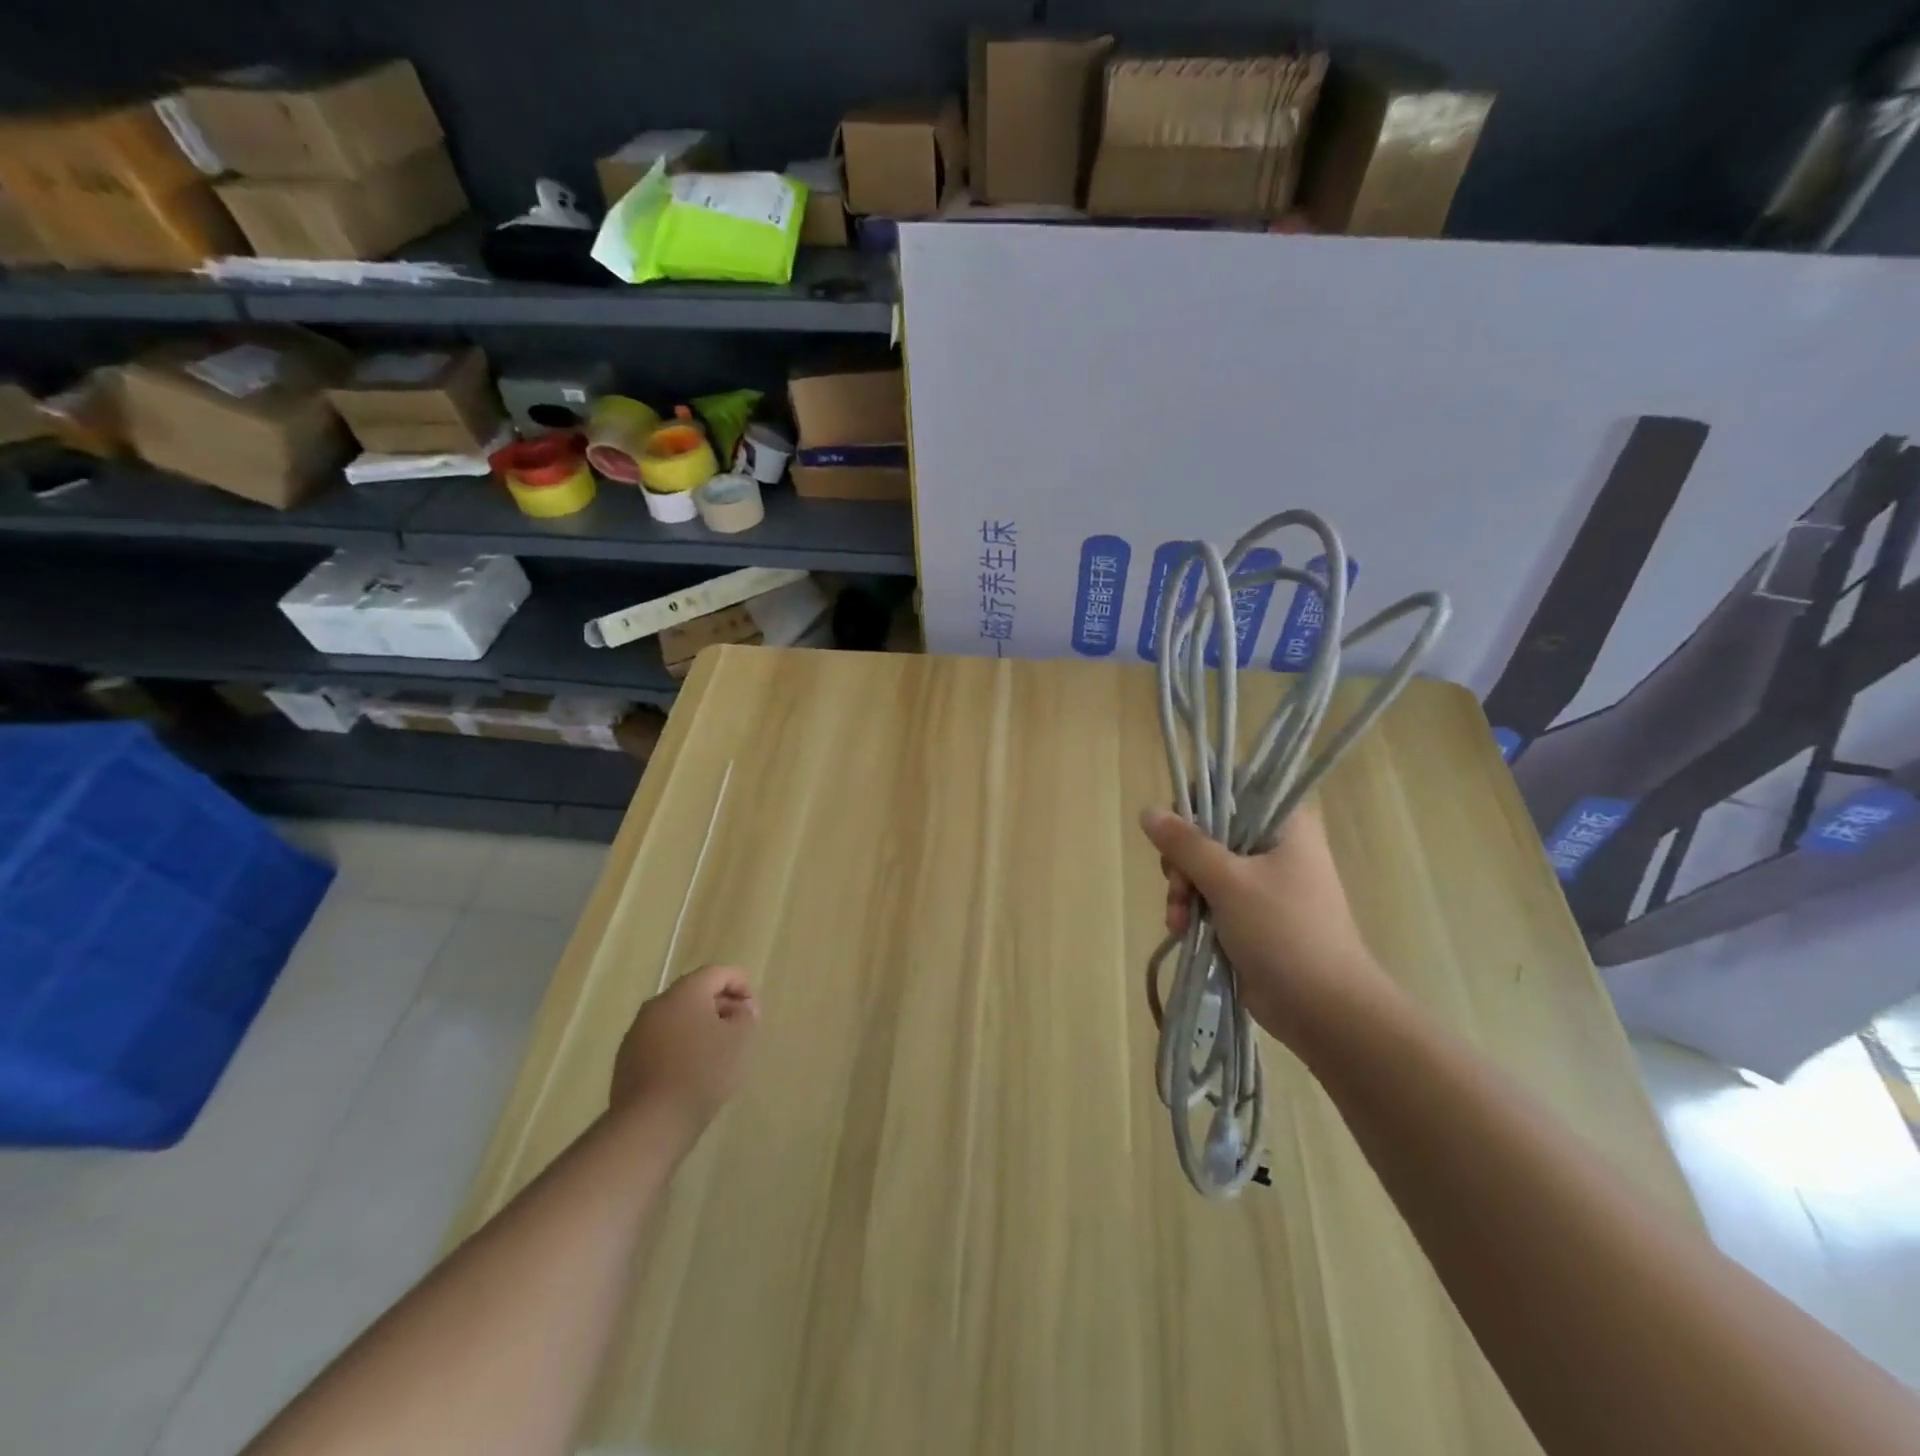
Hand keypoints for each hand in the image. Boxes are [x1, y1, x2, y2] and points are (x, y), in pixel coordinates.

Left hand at [610, 965, 758, 1133]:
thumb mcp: (740, 1040)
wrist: (650, 1122)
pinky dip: (680, 1045)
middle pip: (694, 993)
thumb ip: (746, 1015)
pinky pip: (661, 1040)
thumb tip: (740, 1008)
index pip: (716, 973)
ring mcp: (637, 1032)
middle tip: (739, 1028)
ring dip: (699, 1026)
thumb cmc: (702, 1072)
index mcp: (684, 993)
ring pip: (676, 1018)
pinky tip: (692, 1070)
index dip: (740, 983)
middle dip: (720, 1005)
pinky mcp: (627, 1059)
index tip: (753, 1008)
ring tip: (717, 1051)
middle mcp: (657, 1005)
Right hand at [1140, 802, 1387, 1046]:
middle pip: (1208, 832)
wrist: (1323, 1007)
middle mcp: (1274, 846)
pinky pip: (1209, 898)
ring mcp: (1262, 882)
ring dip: (1182, 891)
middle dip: (1182, 861)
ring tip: (1178, 920)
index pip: (1231, 791)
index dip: (1197, 807)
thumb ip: (1184, 844)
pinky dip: (1192, 911)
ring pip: (1203, 868)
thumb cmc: (1283, 930)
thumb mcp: (1228, 881)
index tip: (1178, 834)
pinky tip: (1182, 931)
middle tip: (1178, 886)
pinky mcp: (1250, 914)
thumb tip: (1147, 811)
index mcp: (1284, 824)